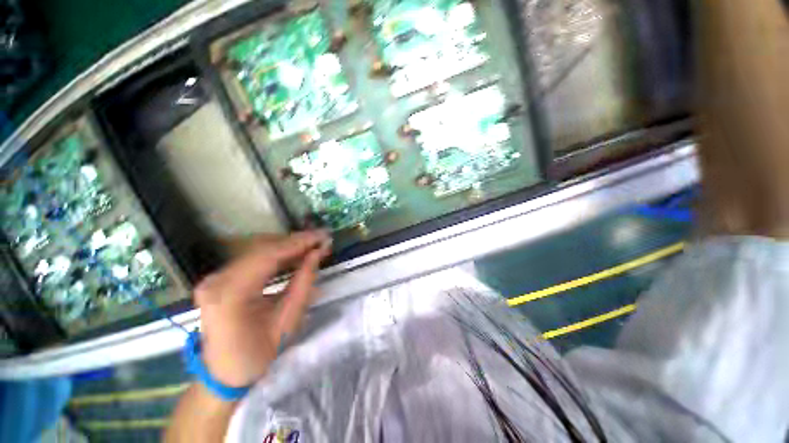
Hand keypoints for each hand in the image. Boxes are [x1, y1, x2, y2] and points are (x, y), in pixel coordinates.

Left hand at [194, 231, 331, 388]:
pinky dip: (276, 254)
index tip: (322, 236)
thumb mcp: (287, 321)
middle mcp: (217, 280)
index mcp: (231, 295)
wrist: (223, 374)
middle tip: (321, 240)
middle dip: (296, 242)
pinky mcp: (220, 278)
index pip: (268, 256)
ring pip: (258, 250)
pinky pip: (252, 258)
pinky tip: (294, 254)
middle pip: (262, 249)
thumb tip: (317, 253)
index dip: (299, 242)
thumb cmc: (257, 355)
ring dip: (288, 246)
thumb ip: (303, 282)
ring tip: (312, 246)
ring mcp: (215, 277)